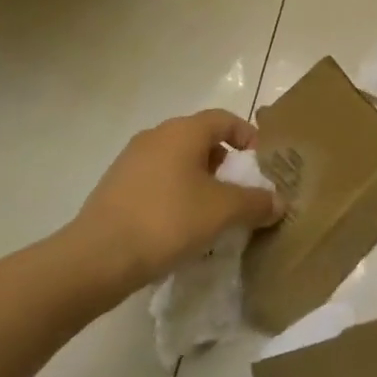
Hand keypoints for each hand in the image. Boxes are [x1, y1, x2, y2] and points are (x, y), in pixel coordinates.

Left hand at [70, 110, 281, 289]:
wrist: (98, 257)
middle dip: (225, 164)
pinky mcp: (116, 186)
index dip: (248, 137)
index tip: (261, 164)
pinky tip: (181, 227)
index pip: (224, 119)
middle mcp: (156, 136)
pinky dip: (176, 194)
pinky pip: (158, 181)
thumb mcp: (223, 212)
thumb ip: (256, 203)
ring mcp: (131, 160)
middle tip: (240, 193)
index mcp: (183, 131)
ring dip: (200, 181)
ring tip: (213, 214)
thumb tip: (278, 202)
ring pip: (178, 162)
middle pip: (201, 140)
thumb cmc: (168, 221)